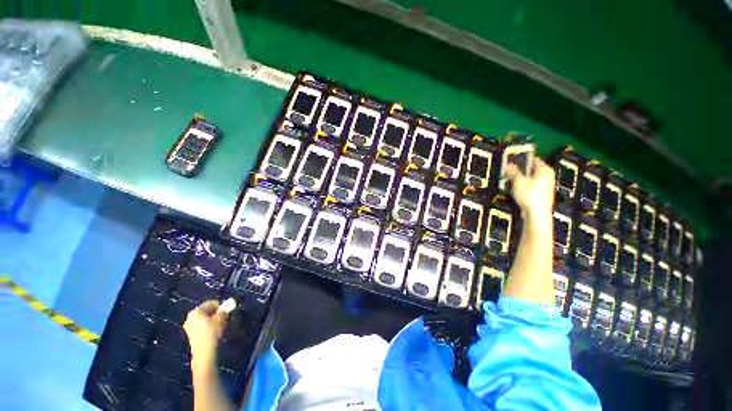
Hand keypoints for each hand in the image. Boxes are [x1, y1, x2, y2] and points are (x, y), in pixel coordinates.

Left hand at [183, 300, 227, 372]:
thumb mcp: (222, 318)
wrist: (204, 352)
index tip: (227, 313)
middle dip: (216, 314)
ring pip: (205, 319)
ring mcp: (188, 327)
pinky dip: (209, 327)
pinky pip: (202, 326)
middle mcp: (190, 317)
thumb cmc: (212, 333)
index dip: (221, 307)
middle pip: (207, 311)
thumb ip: (226, 308)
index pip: (211, 303)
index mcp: (196, 311)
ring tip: (221, 327)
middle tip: (224, 319)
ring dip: (213, 321)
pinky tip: (215, 333)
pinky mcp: (190, 335)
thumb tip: (231, 301)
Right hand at [503, 157, 554, 221]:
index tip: (511, 161)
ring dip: (522, 179)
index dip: (522, 159)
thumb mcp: (518, 181)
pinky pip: (532, 186)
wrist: (537, 214)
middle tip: (509, 171)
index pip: (533, 159)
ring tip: (510, 181)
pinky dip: (525, 186)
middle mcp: (548, 176)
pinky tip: (517, 190)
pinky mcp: (543, 194)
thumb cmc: (529, 195)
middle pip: (532, 169)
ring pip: (532, 178)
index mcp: (545, 169)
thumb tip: (507, 164)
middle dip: (521, 170)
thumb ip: (512, 172)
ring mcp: (547, 186)